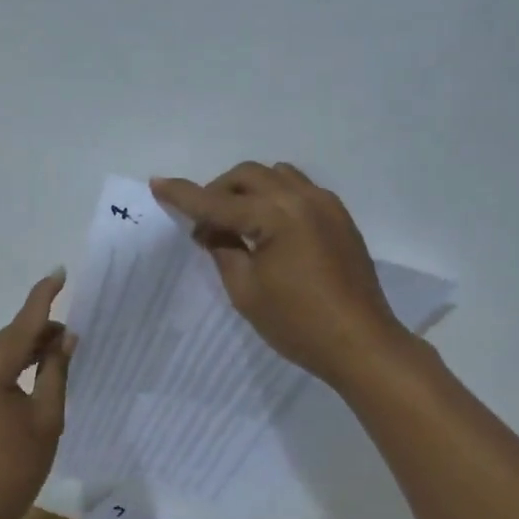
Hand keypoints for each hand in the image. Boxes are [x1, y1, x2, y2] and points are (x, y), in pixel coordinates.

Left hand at [0, 271, 75, 518]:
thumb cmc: (18, 466)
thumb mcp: (47, 417)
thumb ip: (55, 371)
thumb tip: (65, 338)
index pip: (21, 326)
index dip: (42, 299)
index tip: (59, 273)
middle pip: (8, 337)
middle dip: (39, 330)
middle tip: (72, 334)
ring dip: (27, 347)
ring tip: (60, 350)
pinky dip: (13, 363)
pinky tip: (35, 367)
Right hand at [151, 162, 409, 389]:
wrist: (360, 343)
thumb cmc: (297, 323)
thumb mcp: (246, 291)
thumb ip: (224, 250)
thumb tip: (211, 229)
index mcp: (275, 215)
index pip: (218, 202)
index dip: (184, 195)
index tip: (157, 184)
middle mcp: (301, 198)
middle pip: (248, 176)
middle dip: (218, 191)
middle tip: (203, 223)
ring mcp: (325, 205)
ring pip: (276, 176)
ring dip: (248, 190)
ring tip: (235, 223)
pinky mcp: (339, 218)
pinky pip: (299, 190)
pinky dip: (274, 197)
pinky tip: (267, 228)